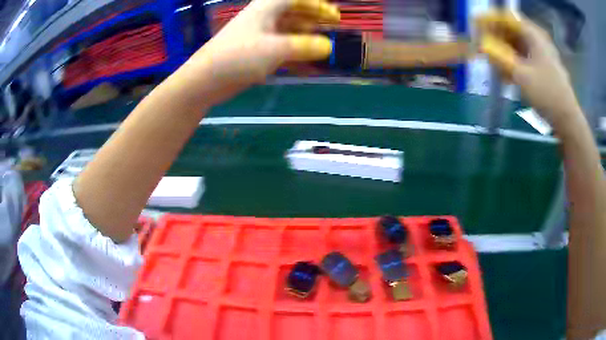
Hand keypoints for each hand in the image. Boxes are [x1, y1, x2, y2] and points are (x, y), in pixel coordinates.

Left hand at [180, 0, 339, 106]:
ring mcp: (259, 35)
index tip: (335, 16)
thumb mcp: (276, 49)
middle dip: (314, 16)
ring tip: (323, 43)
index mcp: (267, 8)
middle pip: (294, 11)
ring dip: (306, 34)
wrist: (206, 79)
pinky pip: (281, 46)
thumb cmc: (239, 56)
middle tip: (332, 25)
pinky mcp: (255, 51)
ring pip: (288, 29)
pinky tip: (306, 61)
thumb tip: (328, 46)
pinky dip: (295, 51)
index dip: (318, 5)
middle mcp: (264, 17)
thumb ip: (304, 46)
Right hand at [476, 11, 580, 128]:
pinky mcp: (543, 67)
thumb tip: (481, 45)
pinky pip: (524, 57)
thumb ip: (499, 57)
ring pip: (518, 44)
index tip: (476, 27)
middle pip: (512, 30)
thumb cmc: (546, 94)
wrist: (567, 119)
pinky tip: (506, 73)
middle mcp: (538, 40)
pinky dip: (514, 61)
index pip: (507, 18)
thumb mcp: (520, 75)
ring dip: (504, 50)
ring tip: (493, 61)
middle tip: (483, 46)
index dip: (491, 20)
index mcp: (533, 35)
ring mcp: (542, 54)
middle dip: (496, 36)